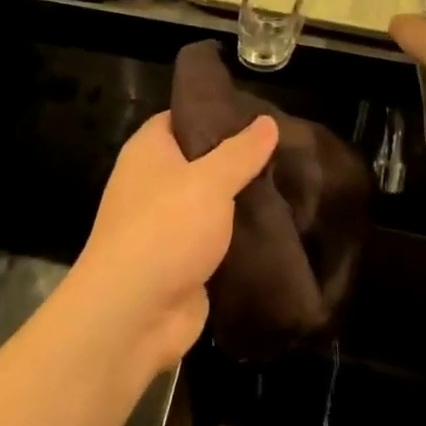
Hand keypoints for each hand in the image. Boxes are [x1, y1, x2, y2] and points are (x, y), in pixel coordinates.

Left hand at [68, 112, 277, 378]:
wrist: (133, 313)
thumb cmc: (165, 228)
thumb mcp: (210, 180)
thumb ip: (241, 151)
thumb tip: (266, 121)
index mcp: (149, 151)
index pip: (183, 116)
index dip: (217, 112)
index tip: (259, 114)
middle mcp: (153, 183)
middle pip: (201, 160)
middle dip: (240, 159)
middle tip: (286, 151)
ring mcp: (166, 225)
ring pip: (212, 203)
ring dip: (244, 201)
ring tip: (292, 185)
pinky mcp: (182, 261)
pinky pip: (217, 240)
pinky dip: (241, 237)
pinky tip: (280, 228)